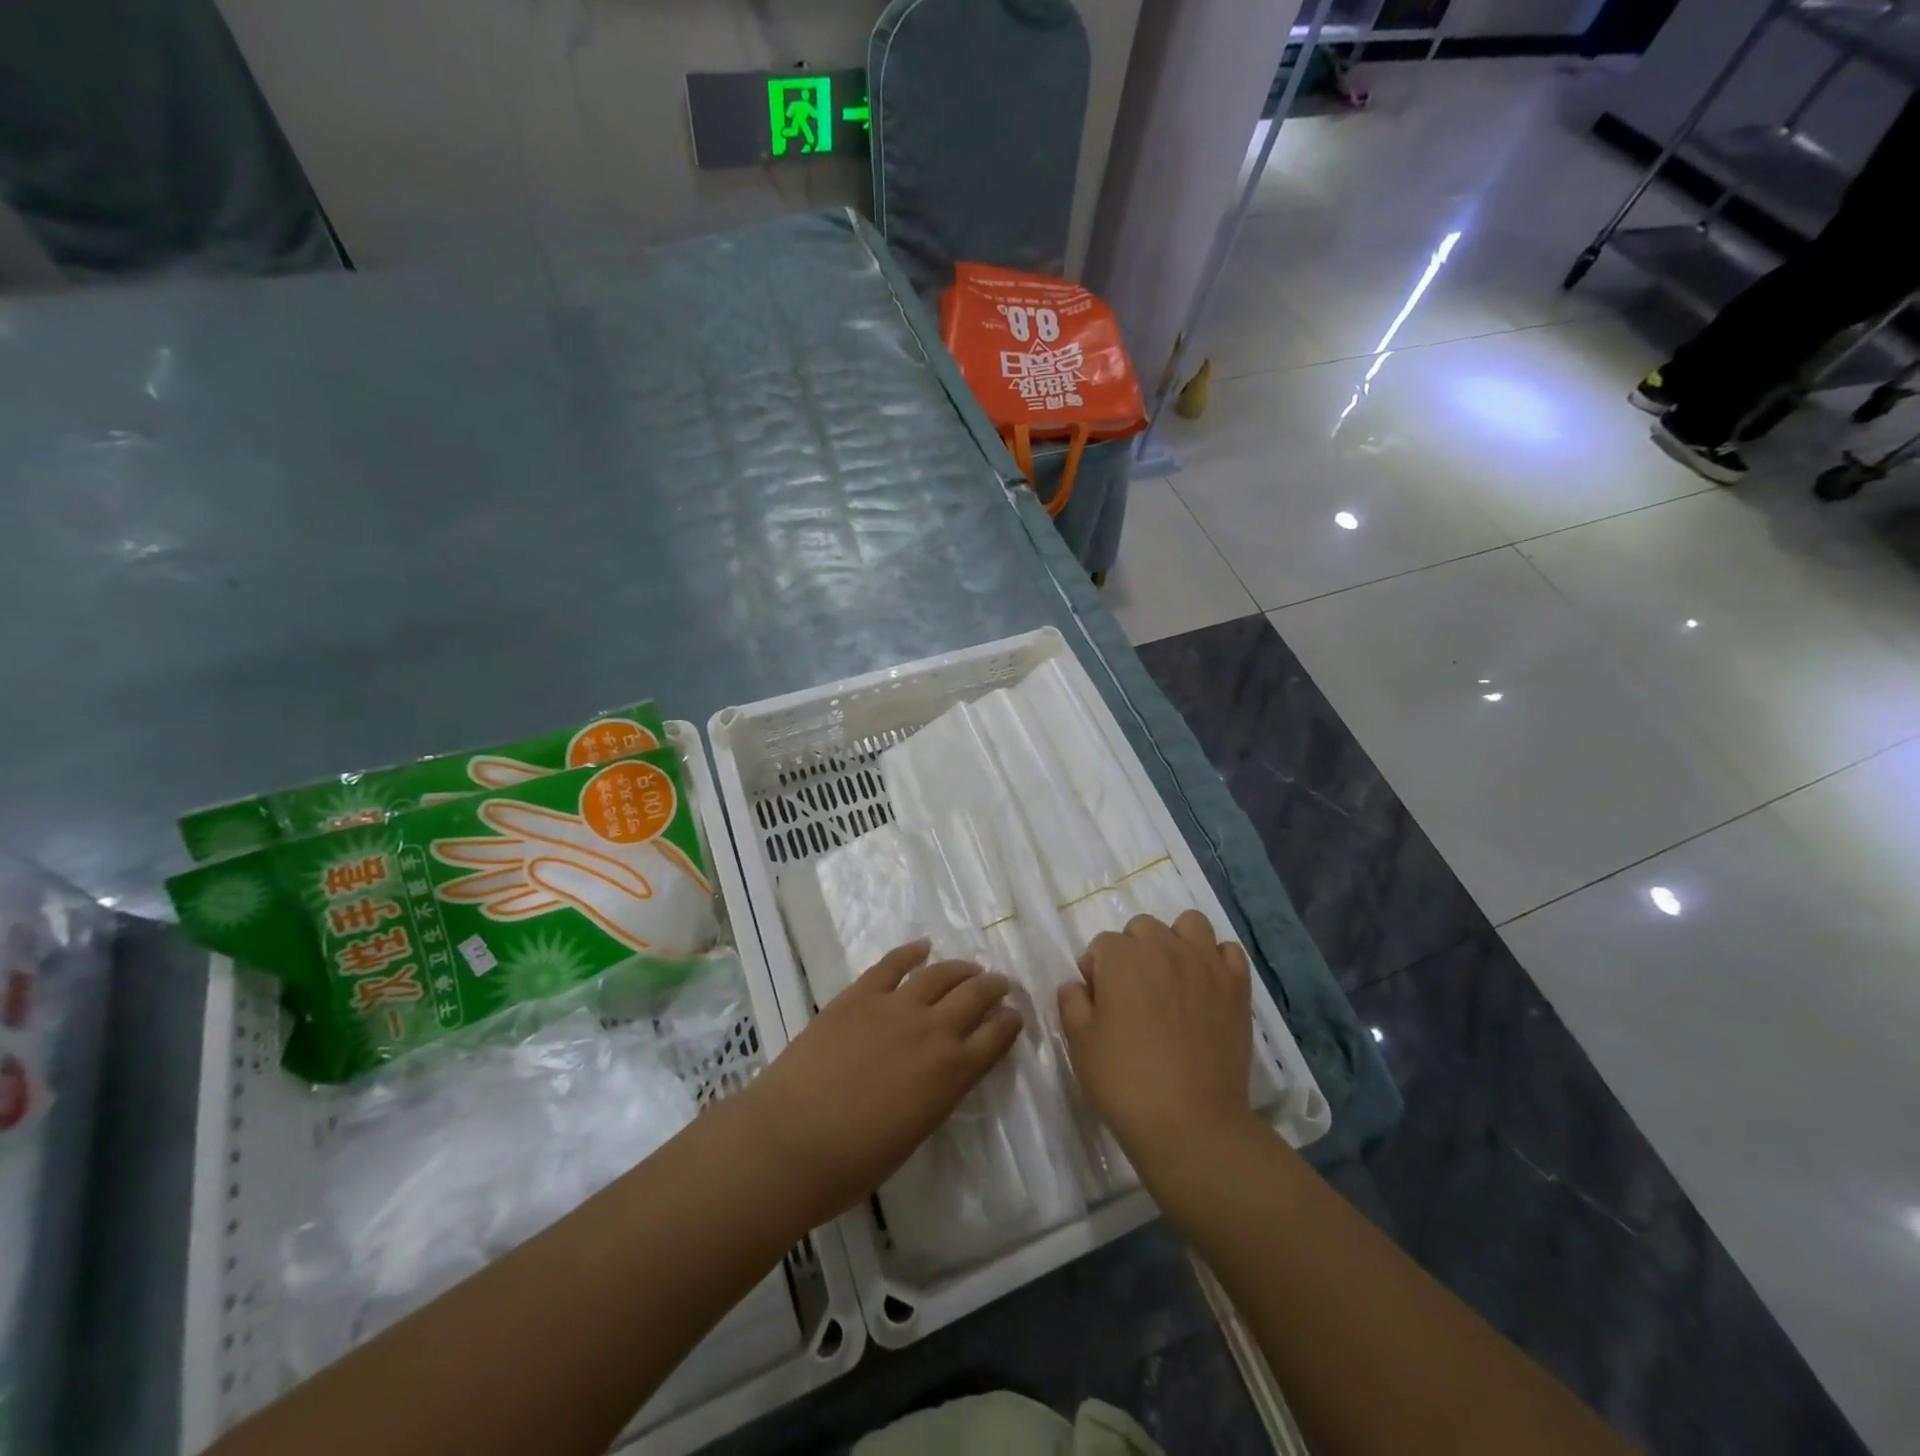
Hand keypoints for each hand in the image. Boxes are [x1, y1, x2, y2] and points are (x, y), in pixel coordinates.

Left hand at [737, 940, 1020, 1227]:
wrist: (792, 1141)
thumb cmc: (854, 1162)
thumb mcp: (916, 1133)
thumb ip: (937, 1094)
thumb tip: (942, 1071)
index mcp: (952, 1073)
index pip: (995, 1037)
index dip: (1010, 1023)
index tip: (1015, 1015)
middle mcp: (933, 1030)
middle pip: (975, 996)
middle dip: (994, 988)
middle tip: (1001, 984)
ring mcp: (895, 1006)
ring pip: (940, 974)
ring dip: (961, 968)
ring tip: (971, 966)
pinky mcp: (860, 994)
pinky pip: (893, 964)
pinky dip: (911, 952)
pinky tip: (922, 947)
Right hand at [1058, 912, 1255, 1170]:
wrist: (1191, 1123)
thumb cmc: (1125, 1082)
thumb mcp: (1079, 1043)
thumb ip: (1072, 1002)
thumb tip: (1077, 985)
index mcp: (1122, 957)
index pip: (1101, 945)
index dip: (1096, 972)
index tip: (1099, 1004)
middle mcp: (1164, 947)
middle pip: (1143, 928)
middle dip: (1133, 951)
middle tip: (1133, 993)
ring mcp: (1205, 964)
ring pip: (1189, 924)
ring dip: (1176, 941)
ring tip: (1172, 977)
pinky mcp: (1237, 986)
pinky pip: (1228, 951)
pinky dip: (1216, 960)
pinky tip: (1206, 986)